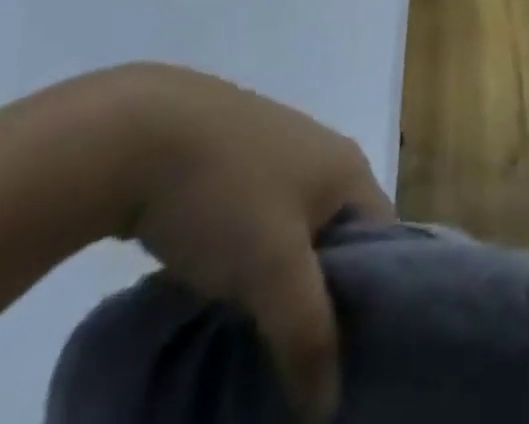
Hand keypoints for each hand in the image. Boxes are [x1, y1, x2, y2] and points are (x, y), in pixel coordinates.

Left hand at [114, 66, 392, 422]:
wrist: (143, 132)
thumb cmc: (227, 192)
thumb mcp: (274, 269)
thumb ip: (309, 335)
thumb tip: (330, 408)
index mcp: (348, 168)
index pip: (385, 244)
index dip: (375, 306)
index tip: (351, 367)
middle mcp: (321, 155)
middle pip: (340, 241)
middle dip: (324, 303)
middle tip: (304, 368)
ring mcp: (275, 155)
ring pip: (295, 236)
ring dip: (282, 287)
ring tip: (261, 344)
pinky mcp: (232, 163)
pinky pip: (258, 226)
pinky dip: (250, 265)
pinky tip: (224, 300)